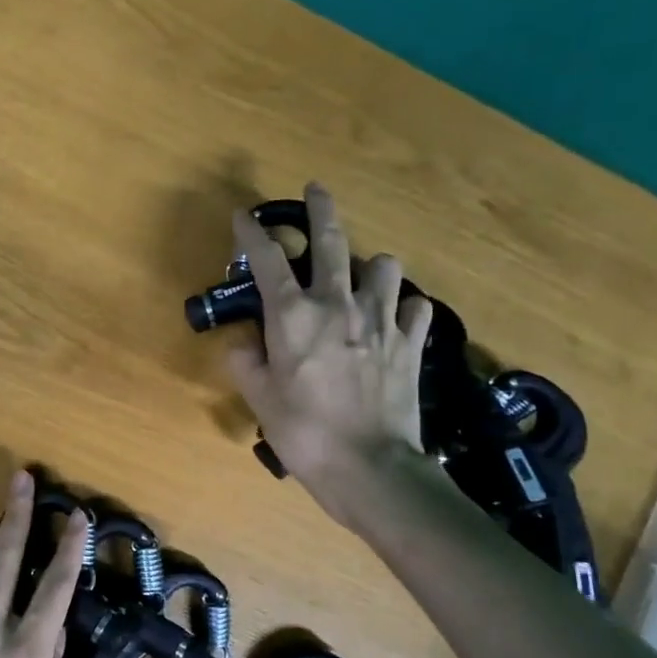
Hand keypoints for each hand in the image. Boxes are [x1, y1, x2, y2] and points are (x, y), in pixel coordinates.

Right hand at [226, 182, 433, 529]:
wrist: (370, 467)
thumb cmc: (303, 432)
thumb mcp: (259, 399)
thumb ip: (245, 362)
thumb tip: (245, 342)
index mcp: (293, 316)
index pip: (267, 260)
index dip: (252, 233)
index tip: (242, 216)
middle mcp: (337, 305)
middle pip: (332, 241)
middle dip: (321, 210)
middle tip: (316, 190)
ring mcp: (380, 320)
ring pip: (384, 266)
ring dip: (370, 264)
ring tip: (362, 276)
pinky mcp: (409, 342)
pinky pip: (414, 307)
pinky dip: (403, 306)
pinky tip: (394, 317)